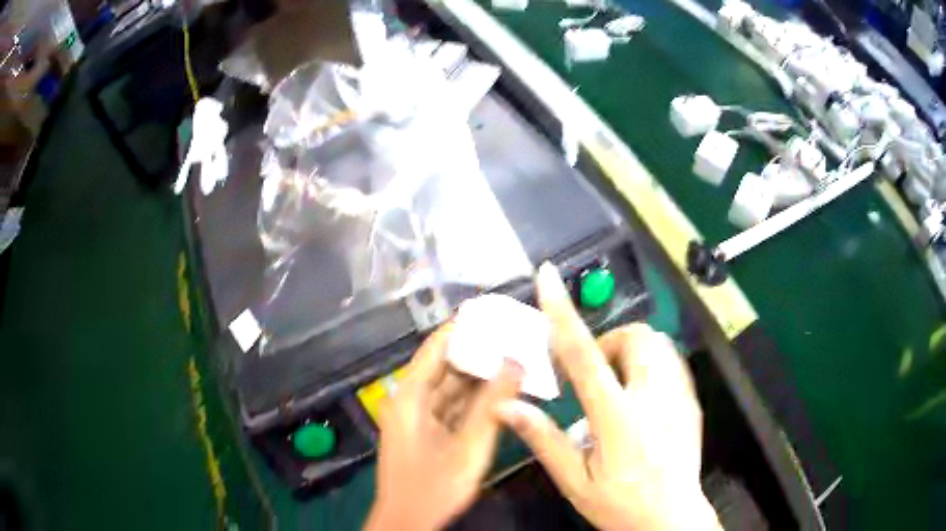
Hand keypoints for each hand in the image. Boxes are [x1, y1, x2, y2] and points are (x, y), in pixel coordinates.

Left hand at [365, 323, 522, 530]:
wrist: (408, 522)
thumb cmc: (433, 488)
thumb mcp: (468, 447)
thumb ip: (493, 404)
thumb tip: (517, 360)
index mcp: (410, 396)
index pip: (436, 347)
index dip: (463, 326)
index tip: (494, 309)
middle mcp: (411, 399)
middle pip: (446, 364)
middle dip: (480, 350)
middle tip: (515, 334)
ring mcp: (419, 416)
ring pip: (453, 385)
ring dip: (482, 374)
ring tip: (516, 356)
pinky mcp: (428, 430)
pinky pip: (454, 405)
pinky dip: (477, 397)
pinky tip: (504, 389)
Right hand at [496, 263, 720, 530]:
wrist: (672, 518)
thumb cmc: (620, 505)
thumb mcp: (574, 482)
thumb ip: (543, 440)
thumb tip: (506, 404)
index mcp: (616, 419)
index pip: (584, 355)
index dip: (562, 312)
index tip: (548, 278)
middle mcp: (652, 399)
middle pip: (636, 336)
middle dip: (610, 342)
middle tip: (596, 376)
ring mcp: (678, 398)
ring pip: (658, 344)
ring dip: (632, 353)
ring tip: (619, 387)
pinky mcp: (692, 402)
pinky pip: (672, 362)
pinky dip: (652, 365)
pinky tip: (643, 397)